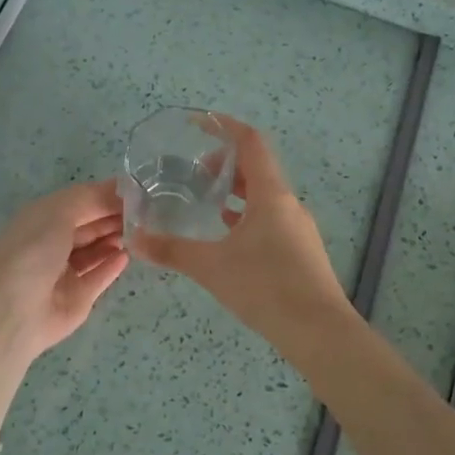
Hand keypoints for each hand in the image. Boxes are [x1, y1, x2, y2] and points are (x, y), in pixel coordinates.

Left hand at [0, 180, 128, 418]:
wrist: (13, 311)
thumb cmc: (32, 250)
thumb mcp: (59, 211)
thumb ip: (92, 198)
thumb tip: (123, 189)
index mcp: (41, 218)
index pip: (80, 201)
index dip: (107, 195)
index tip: (139, 191)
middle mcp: (51, 243)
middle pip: (89, 225)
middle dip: (114, 216)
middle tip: (147, 212)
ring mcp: (63, 273)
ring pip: (95, 251)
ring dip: (115, 239)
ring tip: (141, 231)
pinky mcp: (76, 298)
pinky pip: (98, 278)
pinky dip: (112, 266)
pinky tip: (127, 255)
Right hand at [129, 118, 352, 358]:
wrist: (318, 331)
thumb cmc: (265, 287)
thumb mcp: (212, 267)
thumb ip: (172, 250)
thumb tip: (135, 239)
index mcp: (271, 194)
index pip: (250, 143)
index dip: (224, 127)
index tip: (198, 122)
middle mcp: (288, 204)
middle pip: (258, 167)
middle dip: (225, 163)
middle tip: (195, 174)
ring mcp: (297, 228)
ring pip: (264, 195)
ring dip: (237, 191)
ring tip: (207, 201)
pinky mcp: (300, 251)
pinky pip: (270, 218)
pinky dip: (247, 215)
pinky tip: (229, 235)